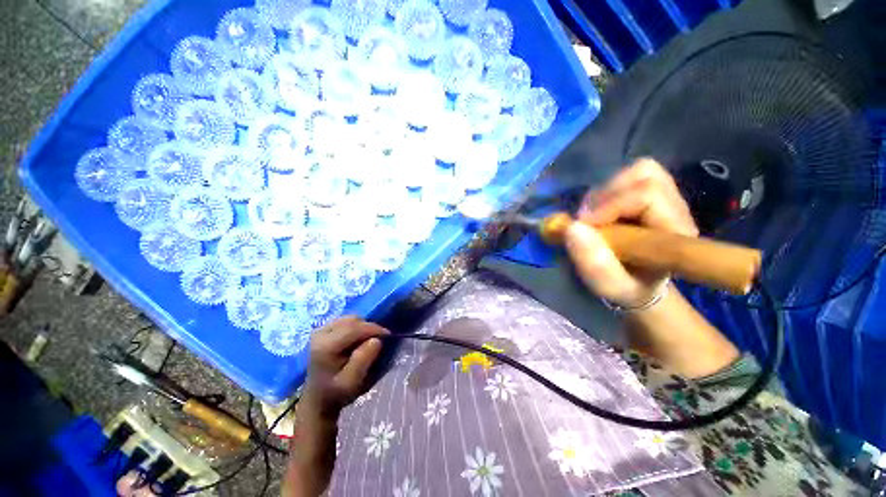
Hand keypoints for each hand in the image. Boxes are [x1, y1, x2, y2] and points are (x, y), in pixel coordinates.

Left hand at [302, 316, 388, 415]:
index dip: (373, 329)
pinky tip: (358, 338)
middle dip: (368, 327)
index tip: (388, 335)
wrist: (318, 397)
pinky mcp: (323, 329)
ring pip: (350, 318)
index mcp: (324, 346)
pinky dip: (356, 326)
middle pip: (352, 320)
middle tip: (378, 339)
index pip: (353, 329)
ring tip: (368, 340)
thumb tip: (376, 340)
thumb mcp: (351, 382)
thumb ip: (363, 360)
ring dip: (363, 326)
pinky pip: (346, 320)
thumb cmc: (336, 392)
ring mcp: (320, 329)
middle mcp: (320, 333)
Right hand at [566, 159, 697, 307]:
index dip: (608, 205)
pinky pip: (633, 174)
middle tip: (584, 222)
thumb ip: (593, 263)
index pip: (647, 196)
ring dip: (605, 193)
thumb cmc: (624, 285)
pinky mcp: (654, 192)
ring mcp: (668, 197)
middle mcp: (677, 210)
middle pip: (643, 177)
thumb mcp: (608, 285)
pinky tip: (600, 210)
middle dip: (604, 198)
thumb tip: (572, 227)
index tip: (582, 226)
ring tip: (592, 217)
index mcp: (675, 234)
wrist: (636, 280)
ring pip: (639, 171)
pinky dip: (609, 189)